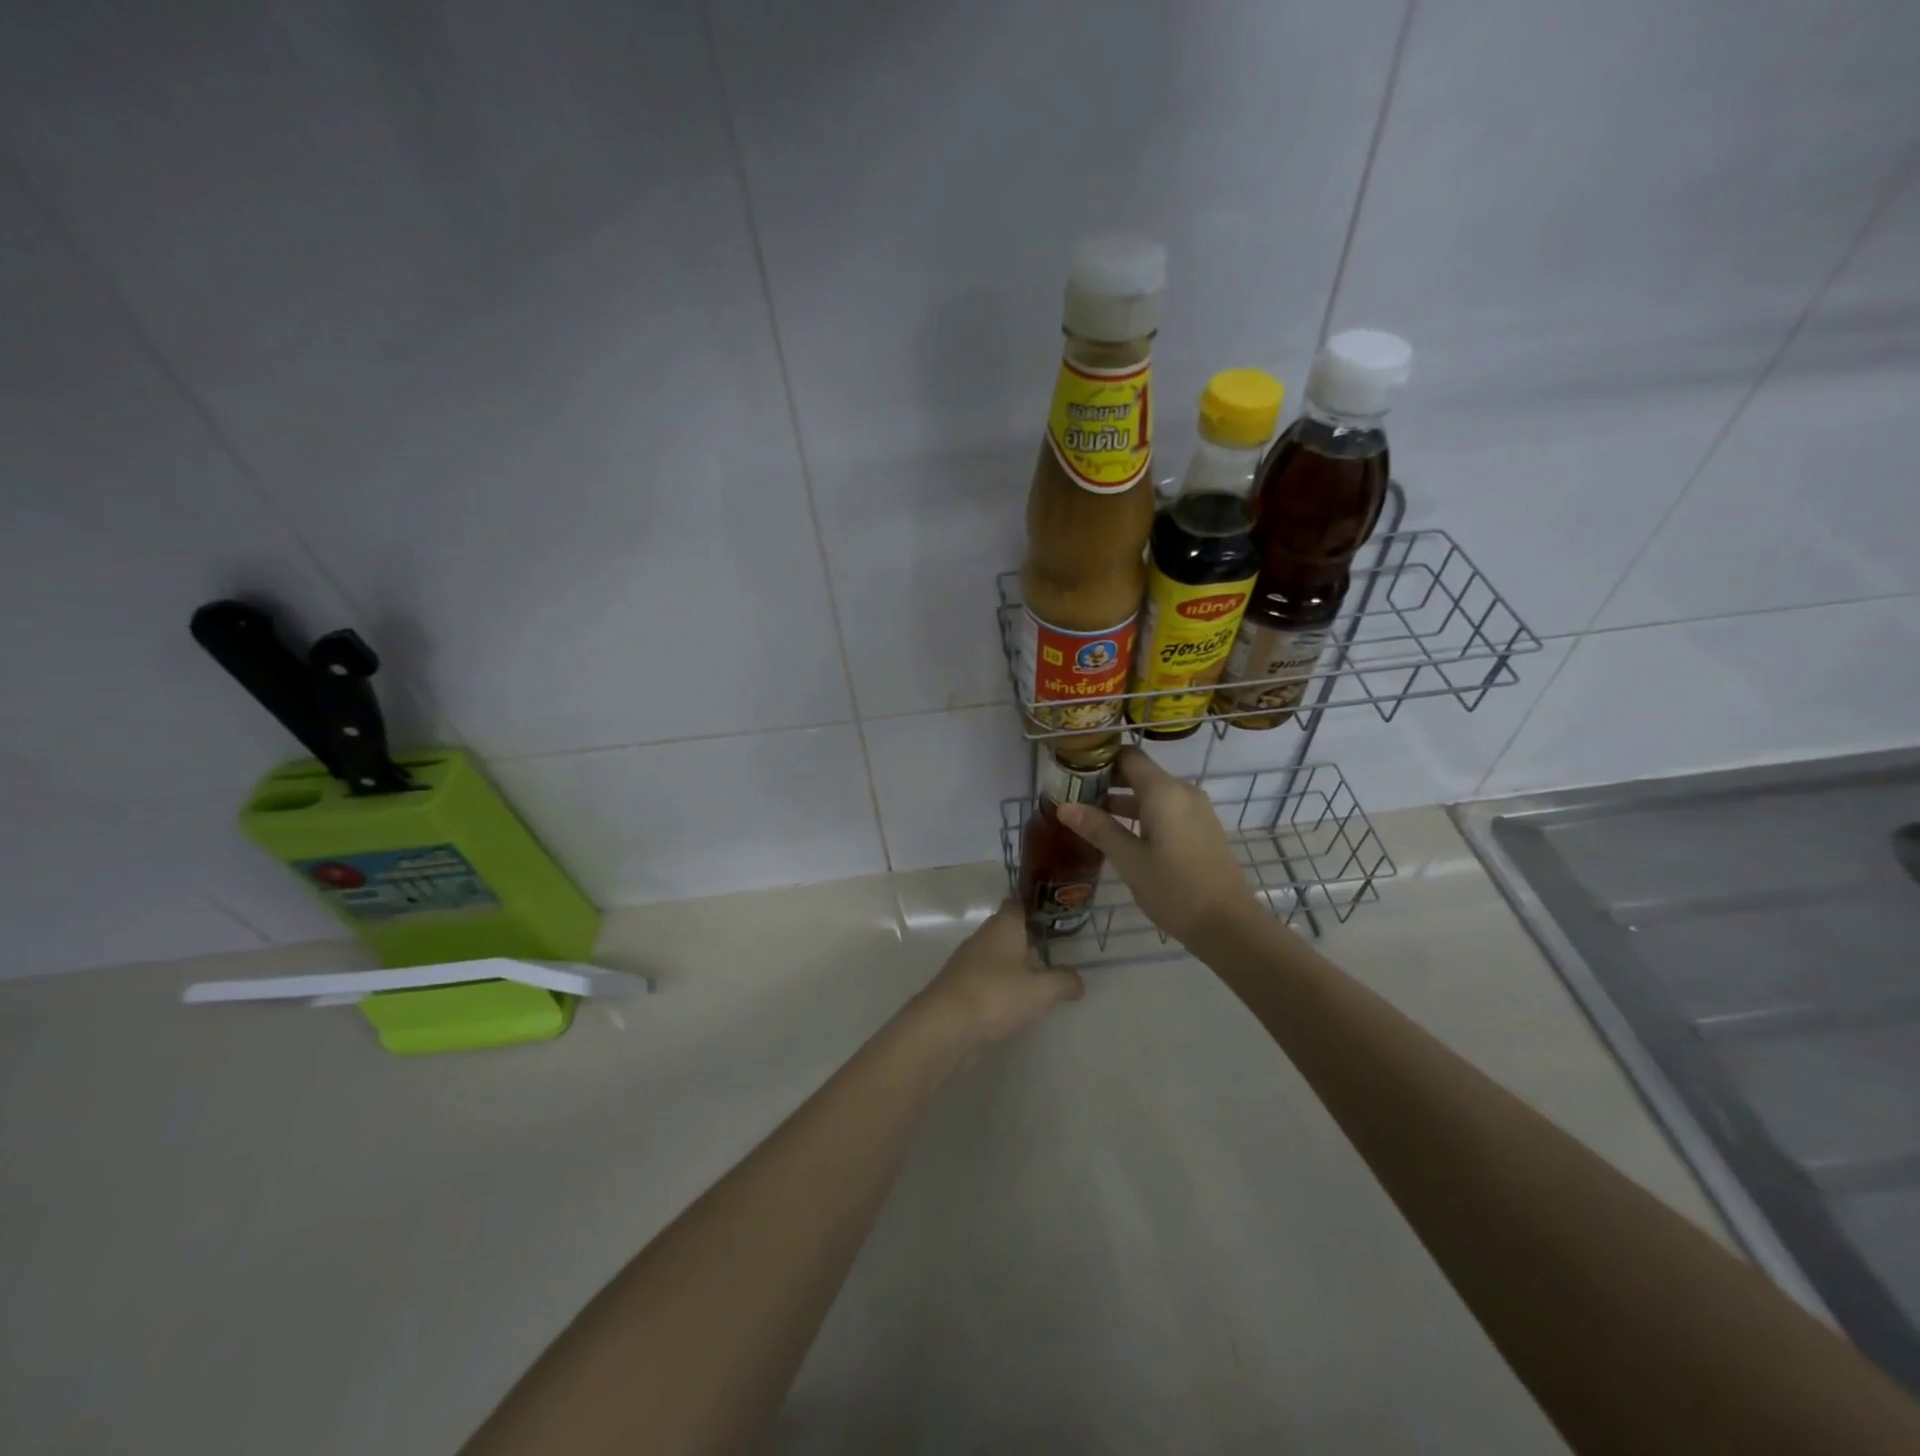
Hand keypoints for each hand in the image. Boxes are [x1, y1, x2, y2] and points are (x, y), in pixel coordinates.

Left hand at [913, 901, 1082, 1048]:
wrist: (945, 1026)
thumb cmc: (997, 995)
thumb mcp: (1041, 990)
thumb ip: (1063, 981)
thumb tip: (1079, 981)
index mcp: (1003, 925)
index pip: (1018, 903)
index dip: (1036, 905)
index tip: (1055, 912)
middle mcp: (983, 937)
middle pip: (1008, 929)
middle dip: (1029, 937)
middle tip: (1056, 947)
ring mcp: (968, 962)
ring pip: (997, 955)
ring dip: (1015, 963)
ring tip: (1041, 976)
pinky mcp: (960, 987)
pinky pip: (987, 978)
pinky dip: (1002, 984)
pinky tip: (1016, 1000)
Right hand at [1055, 747, 1257, 945]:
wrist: (1228, 924)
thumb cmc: (1174, 889)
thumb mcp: (1129, 860)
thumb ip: (1098, 828)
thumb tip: (1064, 806)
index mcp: (1164, 791)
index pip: (1128, 756)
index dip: (1099, 760)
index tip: (1073, 774)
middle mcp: (1183, 791)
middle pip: (1140, 773)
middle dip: (1107, 782)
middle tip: (1075, 798)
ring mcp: (1196, 810)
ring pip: (1154, 793)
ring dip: (1124, 801)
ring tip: (1092, 819)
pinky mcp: (1202, 828)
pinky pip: (1167, 809)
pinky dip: (1143, 814)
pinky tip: (1124, 836)